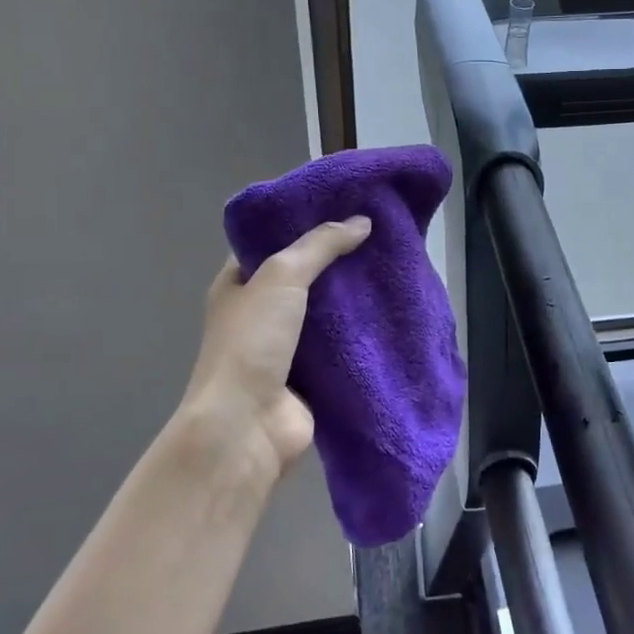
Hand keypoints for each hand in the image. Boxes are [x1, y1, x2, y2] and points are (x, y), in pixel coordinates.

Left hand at [180, 216, 371, 481]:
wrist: (247, 427)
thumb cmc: (252, 342)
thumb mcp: (281, 276)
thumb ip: (320, 245)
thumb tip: (362, 222)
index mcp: (239, 285)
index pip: (272, 243)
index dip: (305, 224)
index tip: (346, 207)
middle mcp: (261, 313)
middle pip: (306, 277)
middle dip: (339, 260)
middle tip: (381, 235)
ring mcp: (287, 347)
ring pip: (328, 312)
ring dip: (355, 297)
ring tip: (394, 267)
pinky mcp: (313, 376)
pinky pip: (343, 345)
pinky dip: (364, 332)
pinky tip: (394, 311)